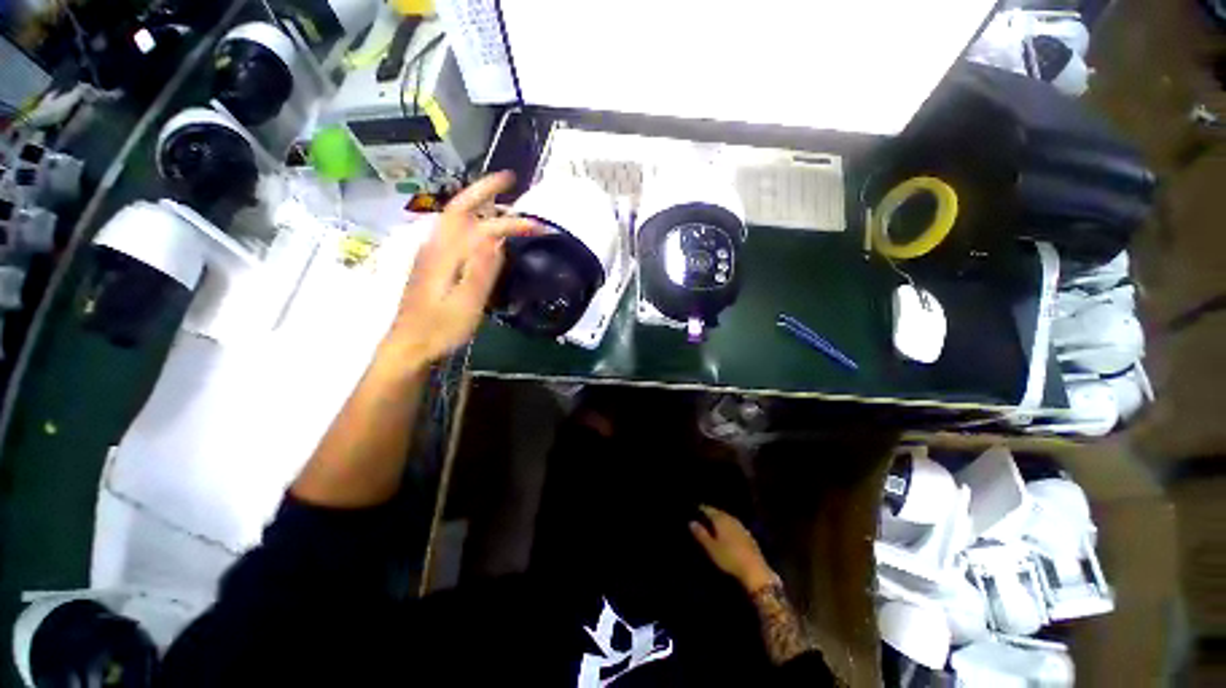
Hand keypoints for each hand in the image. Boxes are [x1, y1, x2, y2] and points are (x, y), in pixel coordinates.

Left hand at [381, 172, 537, 368]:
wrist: (409, 344)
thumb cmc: (441, 328)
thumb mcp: (466, 304)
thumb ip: (481, 271)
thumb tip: (497, 239)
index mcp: (446, 254)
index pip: (484, 227)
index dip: (512, 223)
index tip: (538, 226)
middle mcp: (436, 244)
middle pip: (460, 206)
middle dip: (485, 189)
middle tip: (510, 179)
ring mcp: (431, 251)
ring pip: (455, 216)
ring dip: (478, 201)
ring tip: (501, 199)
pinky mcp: (432, 261)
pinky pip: (454, 229)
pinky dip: (471, 218)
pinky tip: (482, 227)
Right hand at [690, 505, 776, 592]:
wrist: (755, 569)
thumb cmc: (729, 557)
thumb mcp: (711, 548)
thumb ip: (701, 534)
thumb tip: (691, 522)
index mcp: (721, 519)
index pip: (709, 510)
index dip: (701, 509)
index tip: (695, 509)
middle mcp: (731, 519)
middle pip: (719, 513)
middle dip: (711, 513)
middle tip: (703, 516)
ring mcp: (741, 527)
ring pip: (727, 519)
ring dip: (720, 520)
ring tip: (713, 524)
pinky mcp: (748, 535)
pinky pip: (734, 526)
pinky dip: (728, 527)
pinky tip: (727, 533)